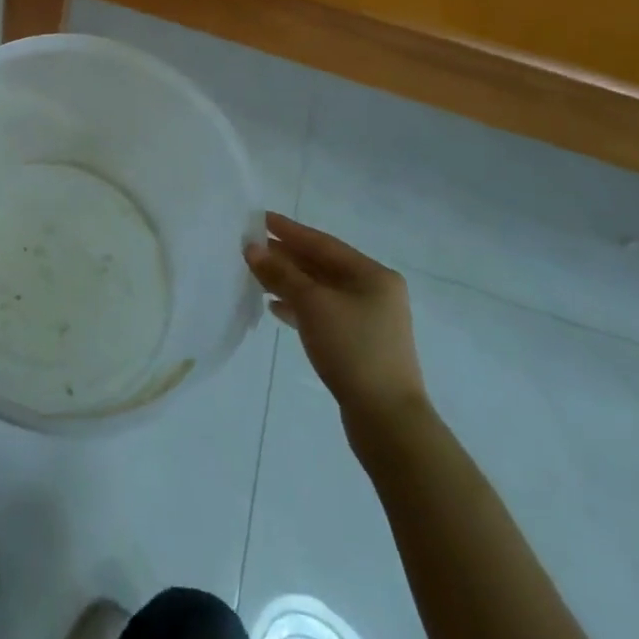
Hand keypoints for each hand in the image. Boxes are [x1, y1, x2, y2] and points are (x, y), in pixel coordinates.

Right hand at [244, 212, 428, 435]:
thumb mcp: (312, 304)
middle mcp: (374, 291)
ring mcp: (368, 319)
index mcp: (372, 274)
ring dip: (289, 282)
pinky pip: (323, 313)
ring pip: (321, 290)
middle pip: (322, 265)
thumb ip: (281, 273)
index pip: (322, 243)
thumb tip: (252, 248)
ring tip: (256, 276)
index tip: (259, 219)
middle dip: (286, 257)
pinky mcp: (359, 344)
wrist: (387, 419)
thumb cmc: (352, 349)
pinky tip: (274, 308)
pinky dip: (299, 307)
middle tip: (251, 247)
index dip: (289, 230)